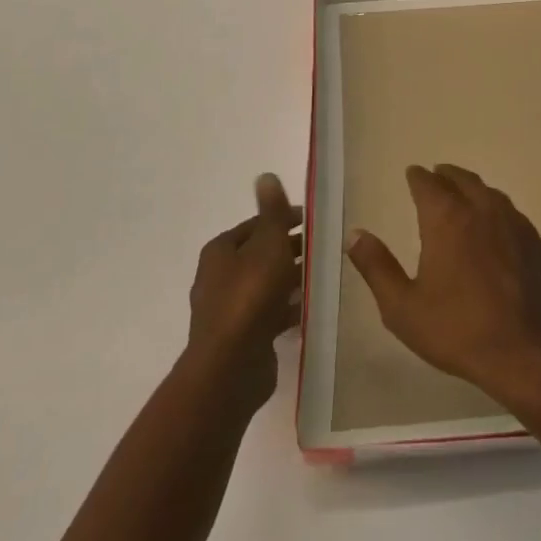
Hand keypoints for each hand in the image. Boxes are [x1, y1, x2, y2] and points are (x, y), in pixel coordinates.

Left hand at [186, 174, 301, 411]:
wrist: (231, 366)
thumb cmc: (250, 295)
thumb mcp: (268, 244)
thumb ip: (272, 212)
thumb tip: (265, 175)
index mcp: (220, 251)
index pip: (255, 226)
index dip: (282, 220)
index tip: (312, 222)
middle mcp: (218, 277)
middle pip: (259, 255)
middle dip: (288, 250)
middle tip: (321, 248)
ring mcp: (228, 310)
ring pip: (265, 285)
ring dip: (289, 280)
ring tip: (320, 276)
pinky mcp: (240, 337)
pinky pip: (268, 314)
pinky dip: (286, 308)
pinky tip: (309, 309)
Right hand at [345, 164, 540, 405]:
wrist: (527, 352)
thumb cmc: (458, 330)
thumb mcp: (402, 307)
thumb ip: (376, 267)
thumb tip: (355, 234)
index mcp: (447, 219)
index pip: (428, 184)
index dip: (418, 177)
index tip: (412, 174)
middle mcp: (482, 210)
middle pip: (463, 180)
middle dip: (446, 175)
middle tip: (436, 175)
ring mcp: (514, 224)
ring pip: (490, 193)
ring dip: (473, 188)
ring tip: (463, 194)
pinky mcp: (536, 242)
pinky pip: (512, 214)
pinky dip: (496, 210)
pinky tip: (495, 226)